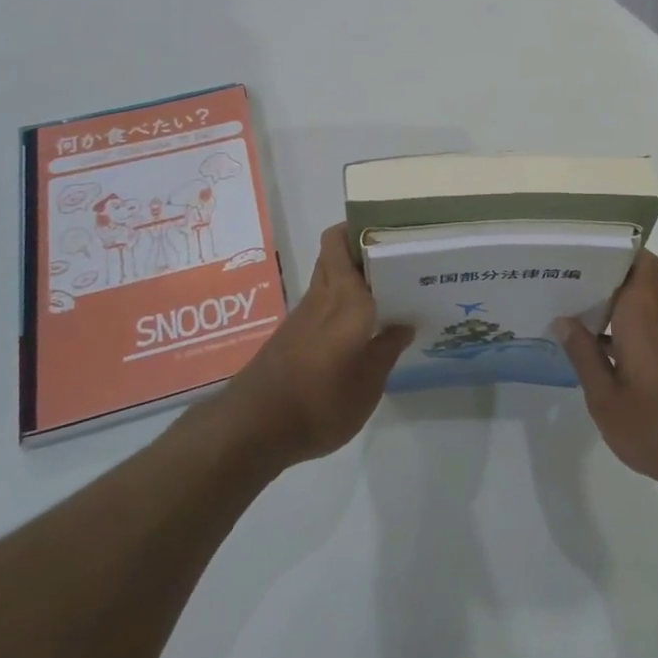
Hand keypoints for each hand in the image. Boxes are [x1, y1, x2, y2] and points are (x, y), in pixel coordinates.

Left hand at [221, 224, 412, 467]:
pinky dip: (342, 303)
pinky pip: (323, 303)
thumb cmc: (320, 402)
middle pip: (335, 254)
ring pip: (329, 277)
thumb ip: (386, 350)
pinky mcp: (293, 335)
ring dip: (354, 277)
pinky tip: (362, 326)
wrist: (254, 429)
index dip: (363, 228)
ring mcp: (304, 315)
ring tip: (389, 292)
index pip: (342, 242)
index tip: (393, 231)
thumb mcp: (367, 385)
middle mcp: (322, 296)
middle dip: (362, 249)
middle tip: (397, 261)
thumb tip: (403, 324)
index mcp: (345, 298)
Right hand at [555, 251, 657, 489]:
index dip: (613, 248)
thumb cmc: (657, 426)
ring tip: (571, 303)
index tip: (581, 249)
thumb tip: (563, 320)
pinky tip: (594, 342)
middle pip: (640, 274)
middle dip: (606, 270)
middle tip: (568, 275)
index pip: (639, 260)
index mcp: (642, 315)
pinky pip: (645, 321)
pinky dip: (621, 321)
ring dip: (612, 297)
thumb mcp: (605, 398)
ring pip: (642, 298)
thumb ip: (584, 356)